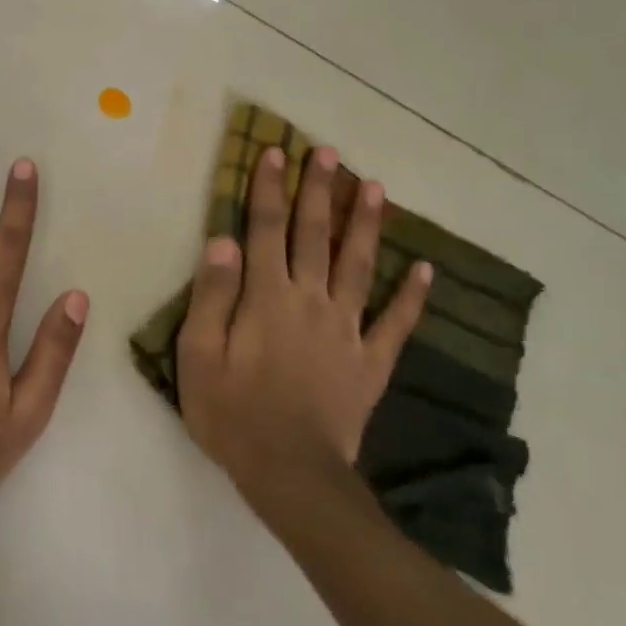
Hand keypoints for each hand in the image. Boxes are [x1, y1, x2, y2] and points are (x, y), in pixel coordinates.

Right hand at [177, 144, 431, 496]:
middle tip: (329, 152)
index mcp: (267, 298)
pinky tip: (426, 269)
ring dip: (367, 224)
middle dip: (319, 191)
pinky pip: (396, 323)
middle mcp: (311, 301)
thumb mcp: (199, 355)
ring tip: (376, 187)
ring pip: (359, 266)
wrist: (290, 472)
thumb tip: (223, 241)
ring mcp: (347, 330)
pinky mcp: (371, 362)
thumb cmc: (232, 413)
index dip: (268, 189)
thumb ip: (212, 296)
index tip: (275, 152)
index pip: (265, 230)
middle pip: (315, 236)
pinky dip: (413, 296)